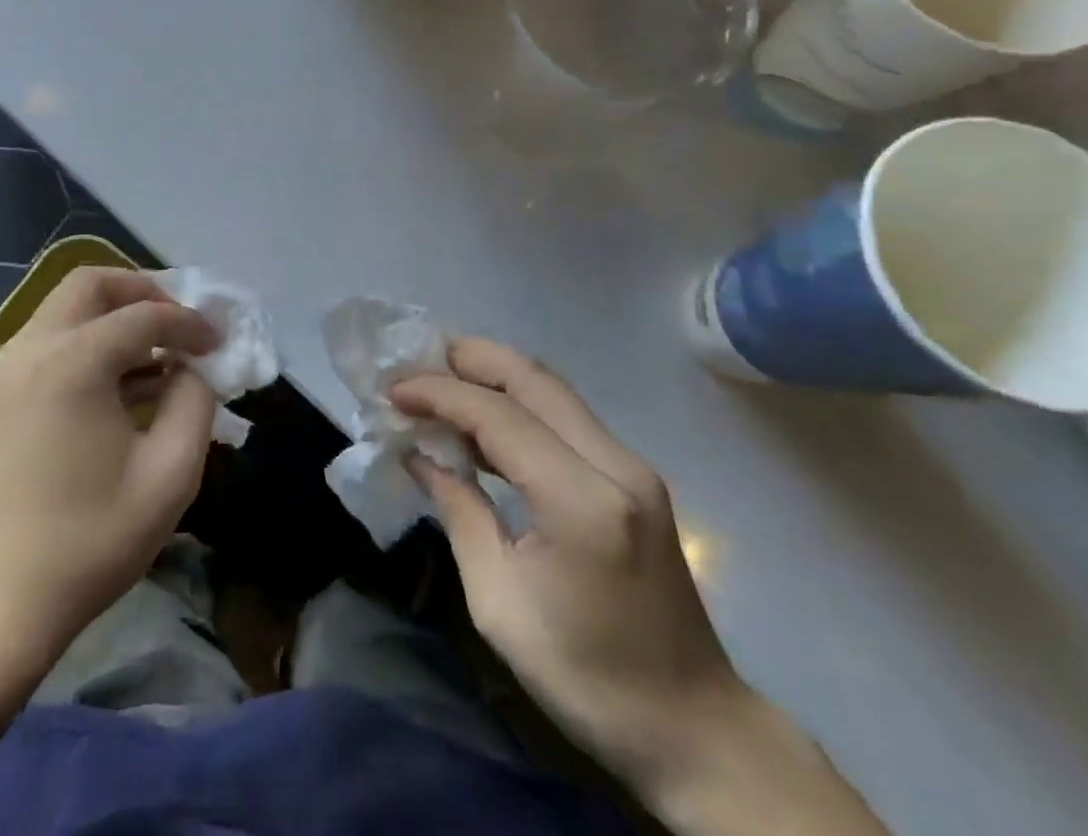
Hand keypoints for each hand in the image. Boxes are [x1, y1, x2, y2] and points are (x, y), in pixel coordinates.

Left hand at [0, 268, 219, 664]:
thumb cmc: (91, 541)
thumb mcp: (170, 475)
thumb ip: (195, 403)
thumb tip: (191, 369)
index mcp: (72, 362)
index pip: (144, 315)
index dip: (189, 323)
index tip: (219, 342)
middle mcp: (32, 348)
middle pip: (91, 284)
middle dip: (142, 292)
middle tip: (178, 324)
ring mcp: (7, 368)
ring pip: (67, 308)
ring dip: (115, 315)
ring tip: (157, 355)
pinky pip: (50, 339)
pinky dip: (89, 340)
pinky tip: (120, 383)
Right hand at [392, 340, 745, 794]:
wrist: (694, 729)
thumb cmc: (587, 676)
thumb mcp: (498, 602)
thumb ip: (458, 511)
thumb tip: (419, 456)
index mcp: (581, 500)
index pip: (498, 415)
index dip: (439, 393)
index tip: (393, 390)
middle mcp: (615, 464)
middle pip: (533, 379)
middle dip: (470, 358)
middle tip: (415, 358)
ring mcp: (632, 467)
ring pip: (552, 390)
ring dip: (493, 375)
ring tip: (439, 379)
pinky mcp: (634, 478)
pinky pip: (565, 417)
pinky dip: (518, 404)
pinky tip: (483, 421)